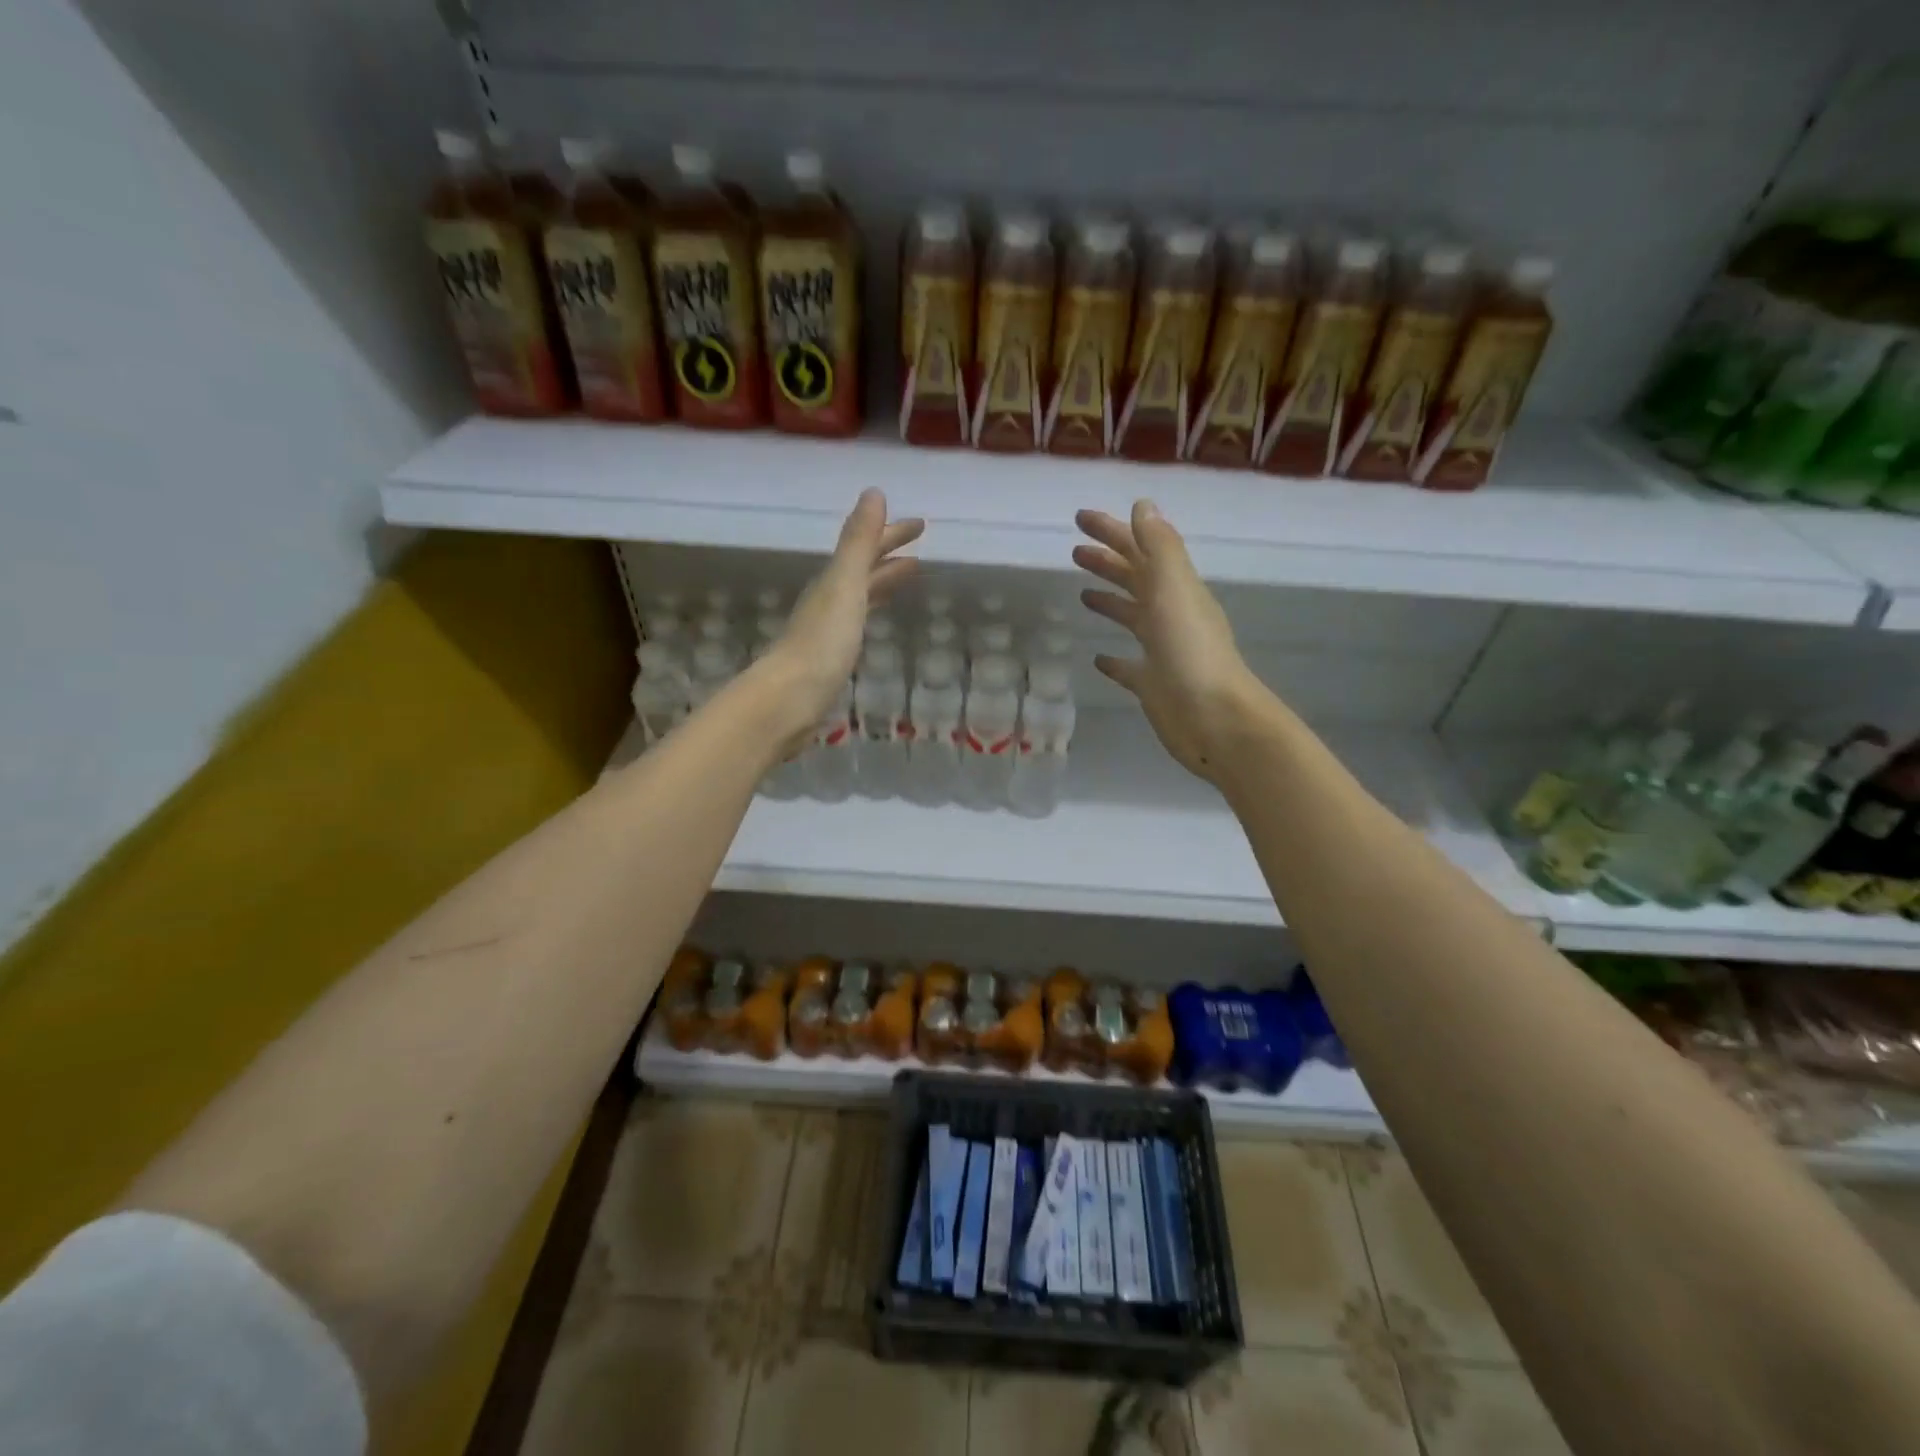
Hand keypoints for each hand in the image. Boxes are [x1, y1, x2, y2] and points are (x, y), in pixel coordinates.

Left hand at [764, 489, 922, 736]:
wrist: (790, 699)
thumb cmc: (822, 642)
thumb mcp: (845, 586)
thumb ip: (858, 543)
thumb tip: (874, 492)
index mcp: (833, 581)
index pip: (866, 548)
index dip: (891, 533)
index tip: (921, 525)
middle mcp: (829, 600)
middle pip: (863, 570)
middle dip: (889, 555)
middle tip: (920, 548)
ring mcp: (829, 630)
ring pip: (861, 595)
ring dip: (883, 581)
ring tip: (909, 576)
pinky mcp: (832, 659)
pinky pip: (858, 623)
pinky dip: (872, 611)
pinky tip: (876, 622)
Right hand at [1075, 500, 1266, 782]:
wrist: (1214, 719)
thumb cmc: (1190, 652)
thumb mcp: (1174, 590)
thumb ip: (1159, 548)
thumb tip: (1143, 506)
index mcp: (1175, 589)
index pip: (1140, 550)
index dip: (1112, 531)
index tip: (1080, 518)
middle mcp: (1170, 615)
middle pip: (1135, 580)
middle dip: (1107, 562)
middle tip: (1074, 552)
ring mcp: (1162, 651)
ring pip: (1132, 618)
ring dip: (1110, 601)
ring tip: (1083, 594)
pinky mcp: (1152, 684)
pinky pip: (1129, 666)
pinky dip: (1113, 658)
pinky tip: (1098, 657)